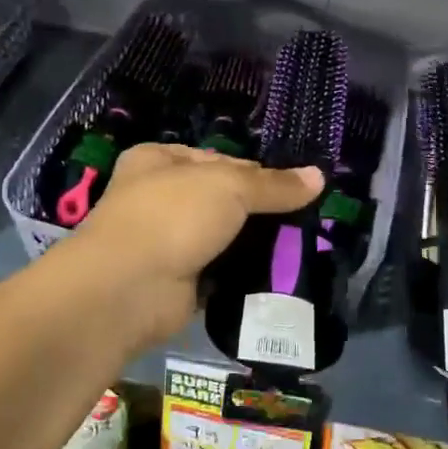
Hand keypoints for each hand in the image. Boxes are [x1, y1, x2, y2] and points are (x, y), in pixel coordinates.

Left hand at [66, 144, 322, 349]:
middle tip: (304, 221)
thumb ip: (275, 185)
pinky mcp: (177, 280)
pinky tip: (276, 276)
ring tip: (299, 249)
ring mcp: (166, 241)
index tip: (294, 189)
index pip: (220, 160)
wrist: (128, 289)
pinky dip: (242, 275)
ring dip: (253, 244)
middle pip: (222, 199)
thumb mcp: (230, 187)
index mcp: (159, 160)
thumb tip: (319, 176)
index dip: (257, 172)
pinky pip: (220, 272)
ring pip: (222, 236)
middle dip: (258, 211)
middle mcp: (158, 197)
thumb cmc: (173, 216)